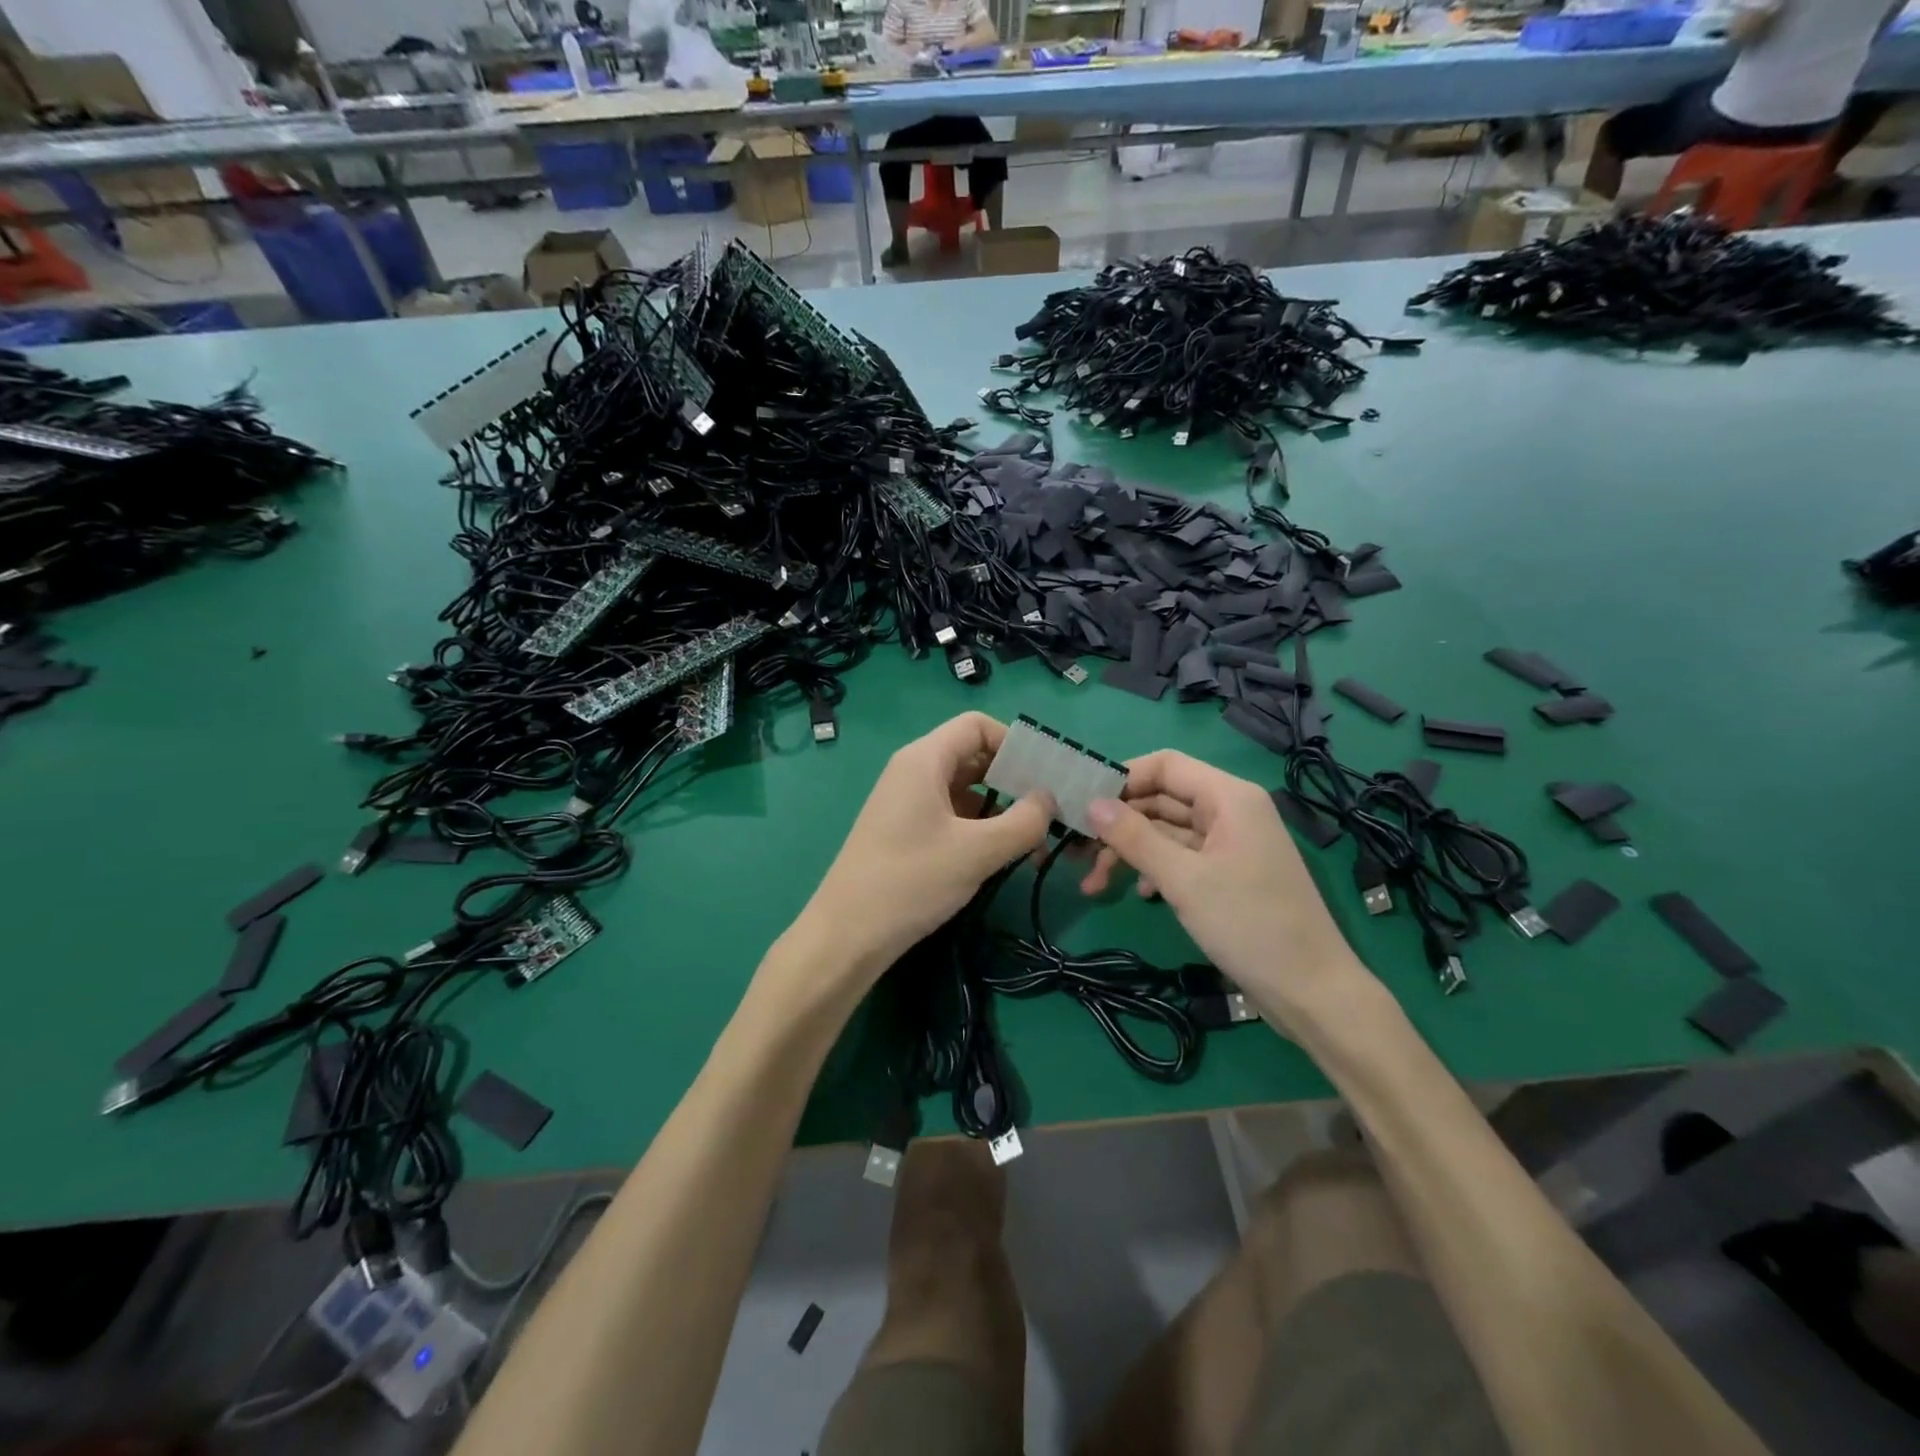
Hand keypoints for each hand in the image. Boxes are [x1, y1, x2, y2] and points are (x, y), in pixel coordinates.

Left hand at [797, 712, 1052, 984]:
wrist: (846, 936)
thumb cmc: (911, 881)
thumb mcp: (977, 851)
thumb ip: (1023, 821)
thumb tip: (1049, 799)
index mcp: (924, 760)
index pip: (976, 726)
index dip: (1014, 742)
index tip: (1044, 774)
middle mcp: (913, 772)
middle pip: (972, 756)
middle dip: (1013, 779)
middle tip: (1049, 809)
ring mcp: (907, 803)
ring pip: (965, 789)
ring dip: (1000, 809)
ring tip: (1033, 841)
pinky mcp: (905, 831)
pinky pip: (951, 814)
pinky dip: (980, 828)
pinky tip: (1003, 856)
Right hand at [1080, 751, 1370, 1026]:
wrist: (1311, 992)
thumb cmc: (1250, 925)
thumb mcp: (1184, 880)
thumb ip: (1135, 838)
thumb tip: (1091, 804)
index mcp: (1229, 797)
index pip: (1165, 765)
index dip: (1122, 778)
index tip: (1082, 802)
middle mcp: (1230, 811)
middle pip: (1162, 799)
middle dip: (1119, 823)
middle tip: (1077, 850)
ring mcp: (1230, 843)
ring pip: (1167, 831)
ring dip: (1131, 851)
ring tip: (1095, 883)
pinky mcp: (1228, 873)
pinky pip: (1181, 856)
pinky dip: (1155, 869)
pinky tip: (1137, 893)